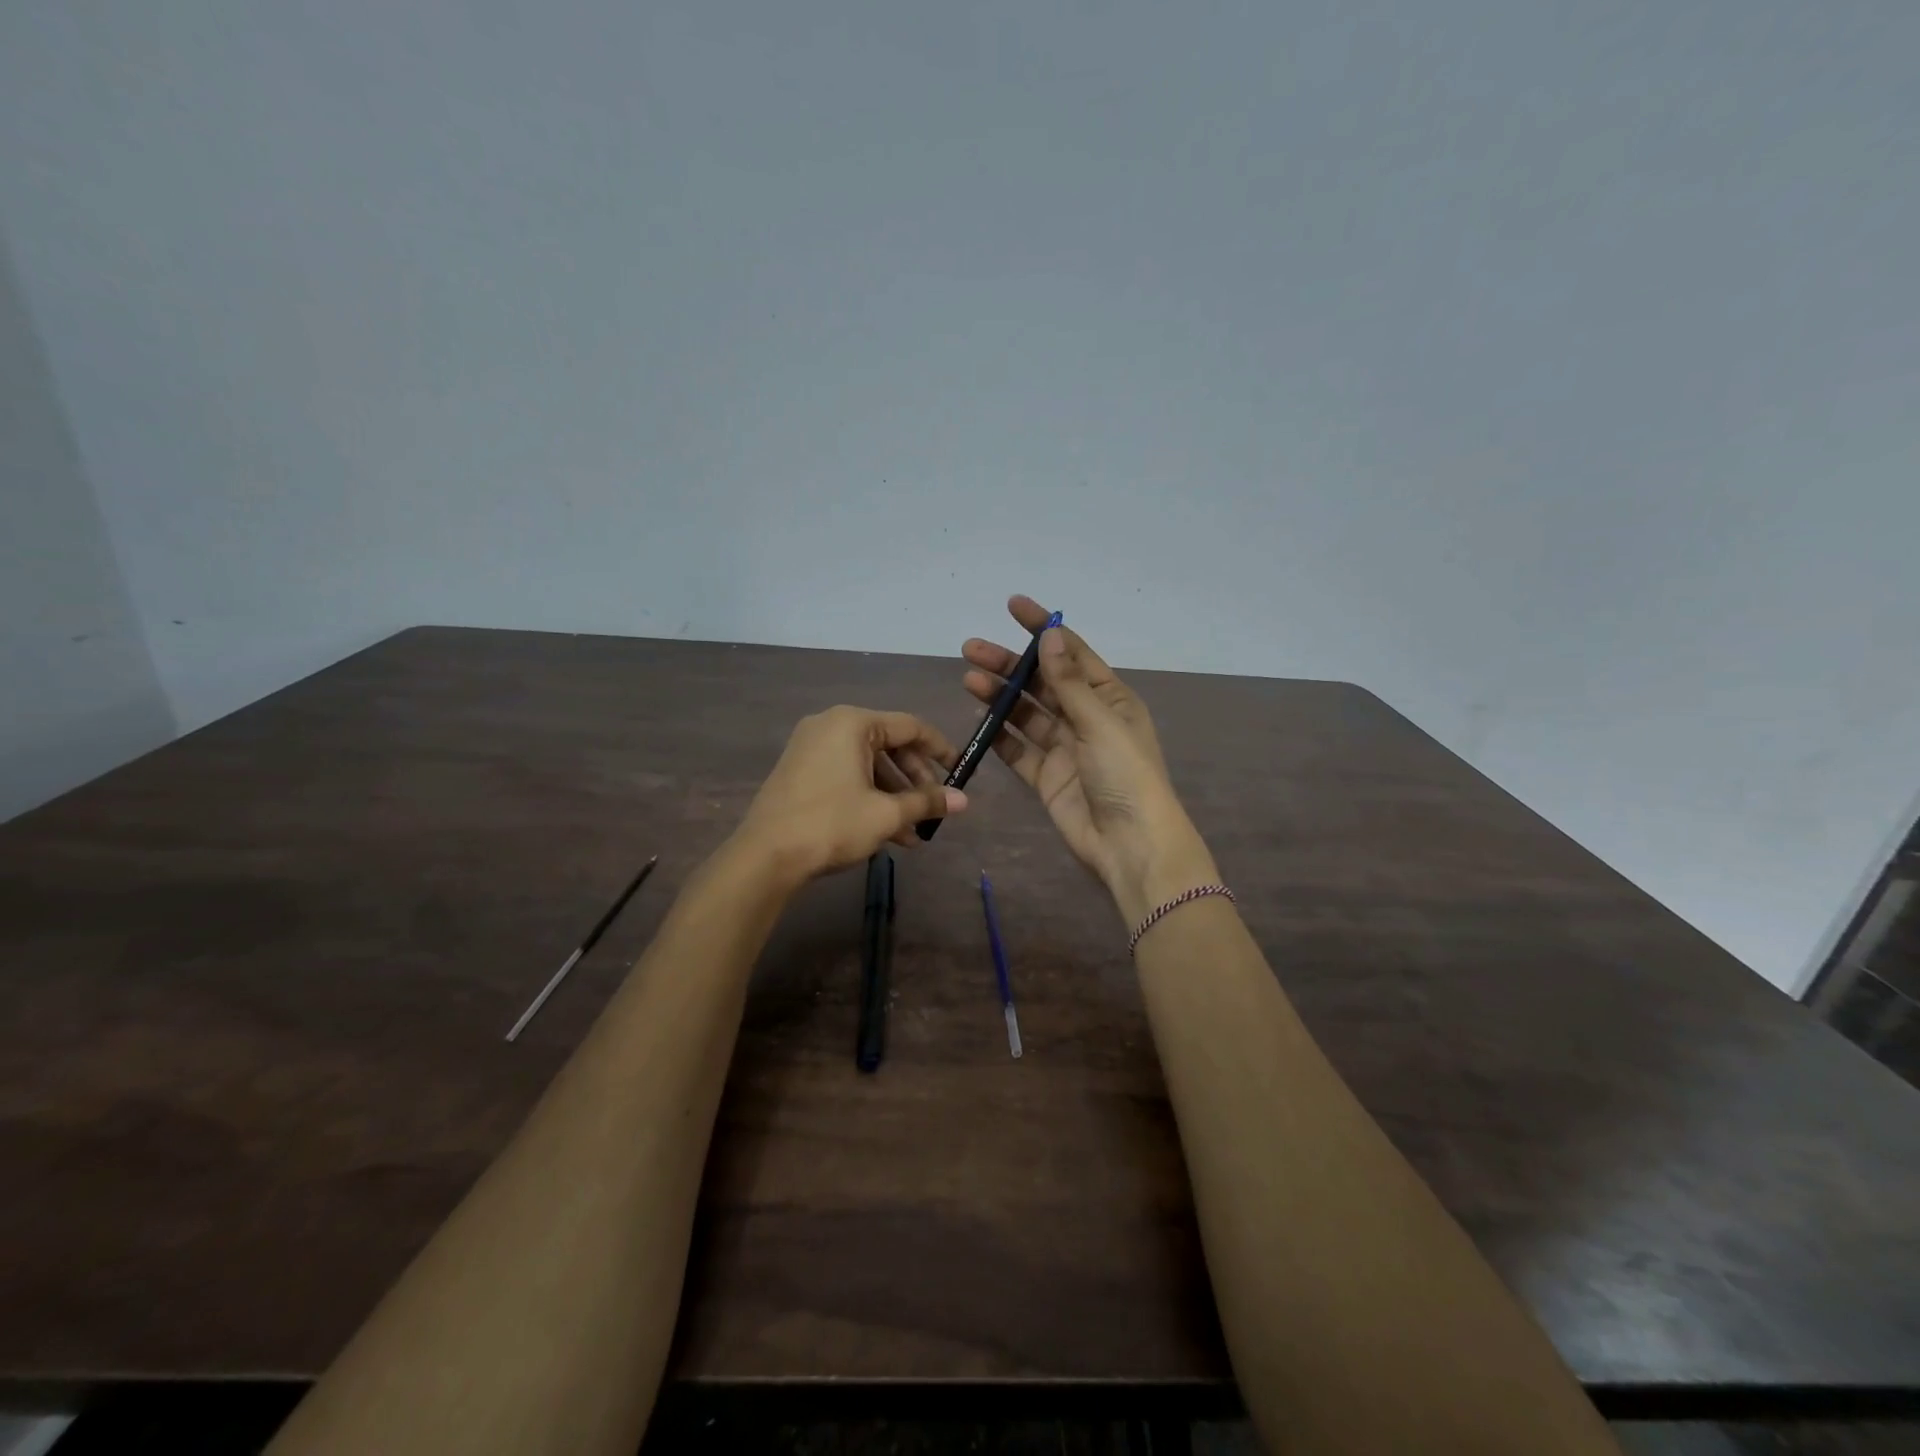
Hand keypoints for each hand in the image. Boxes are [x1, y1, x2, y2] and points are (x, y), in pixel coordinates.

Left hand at [734, 706, 966, 887]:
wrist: (765, 857)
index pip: (910, 726)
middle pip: (889, 745)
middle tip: (933, 808)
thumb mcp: (886, 814)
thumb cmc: (831, 824)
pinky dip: (869, 797)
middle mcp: (830, 725)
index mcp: (852, 723)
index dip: (940, 749)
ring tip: (913, 833)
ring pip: (868, 764)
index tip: (960, 771)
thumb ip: (926, 802)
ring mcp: (811, 747)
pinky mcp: (800, 771)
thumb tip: (964, 800)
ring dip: (894, 795)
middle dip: (915, 779)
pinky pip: (847, 774)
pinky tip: (887, 833)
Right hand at [962, 595, 1216, 922]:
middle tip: (972, 649)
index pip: (1071, 653)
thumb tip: (1050, 637)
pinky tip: (979, 718)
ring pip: (1026, 714)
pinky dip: (999, 734)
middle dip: (1009, 665)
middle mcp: (1086, 718)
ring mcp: (1064, 748)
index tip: (1013, 606)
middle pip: (1042, 682)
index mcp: (1109, 698)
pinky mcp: (1046, 777)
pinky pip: (1018, 749)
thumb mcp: (1099, 723)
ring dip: (1000, 696)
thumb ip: (1068, 682)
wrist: (1129, 845)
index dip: (1042, 629)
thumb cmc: (1125, 776)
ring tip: (969, 679)